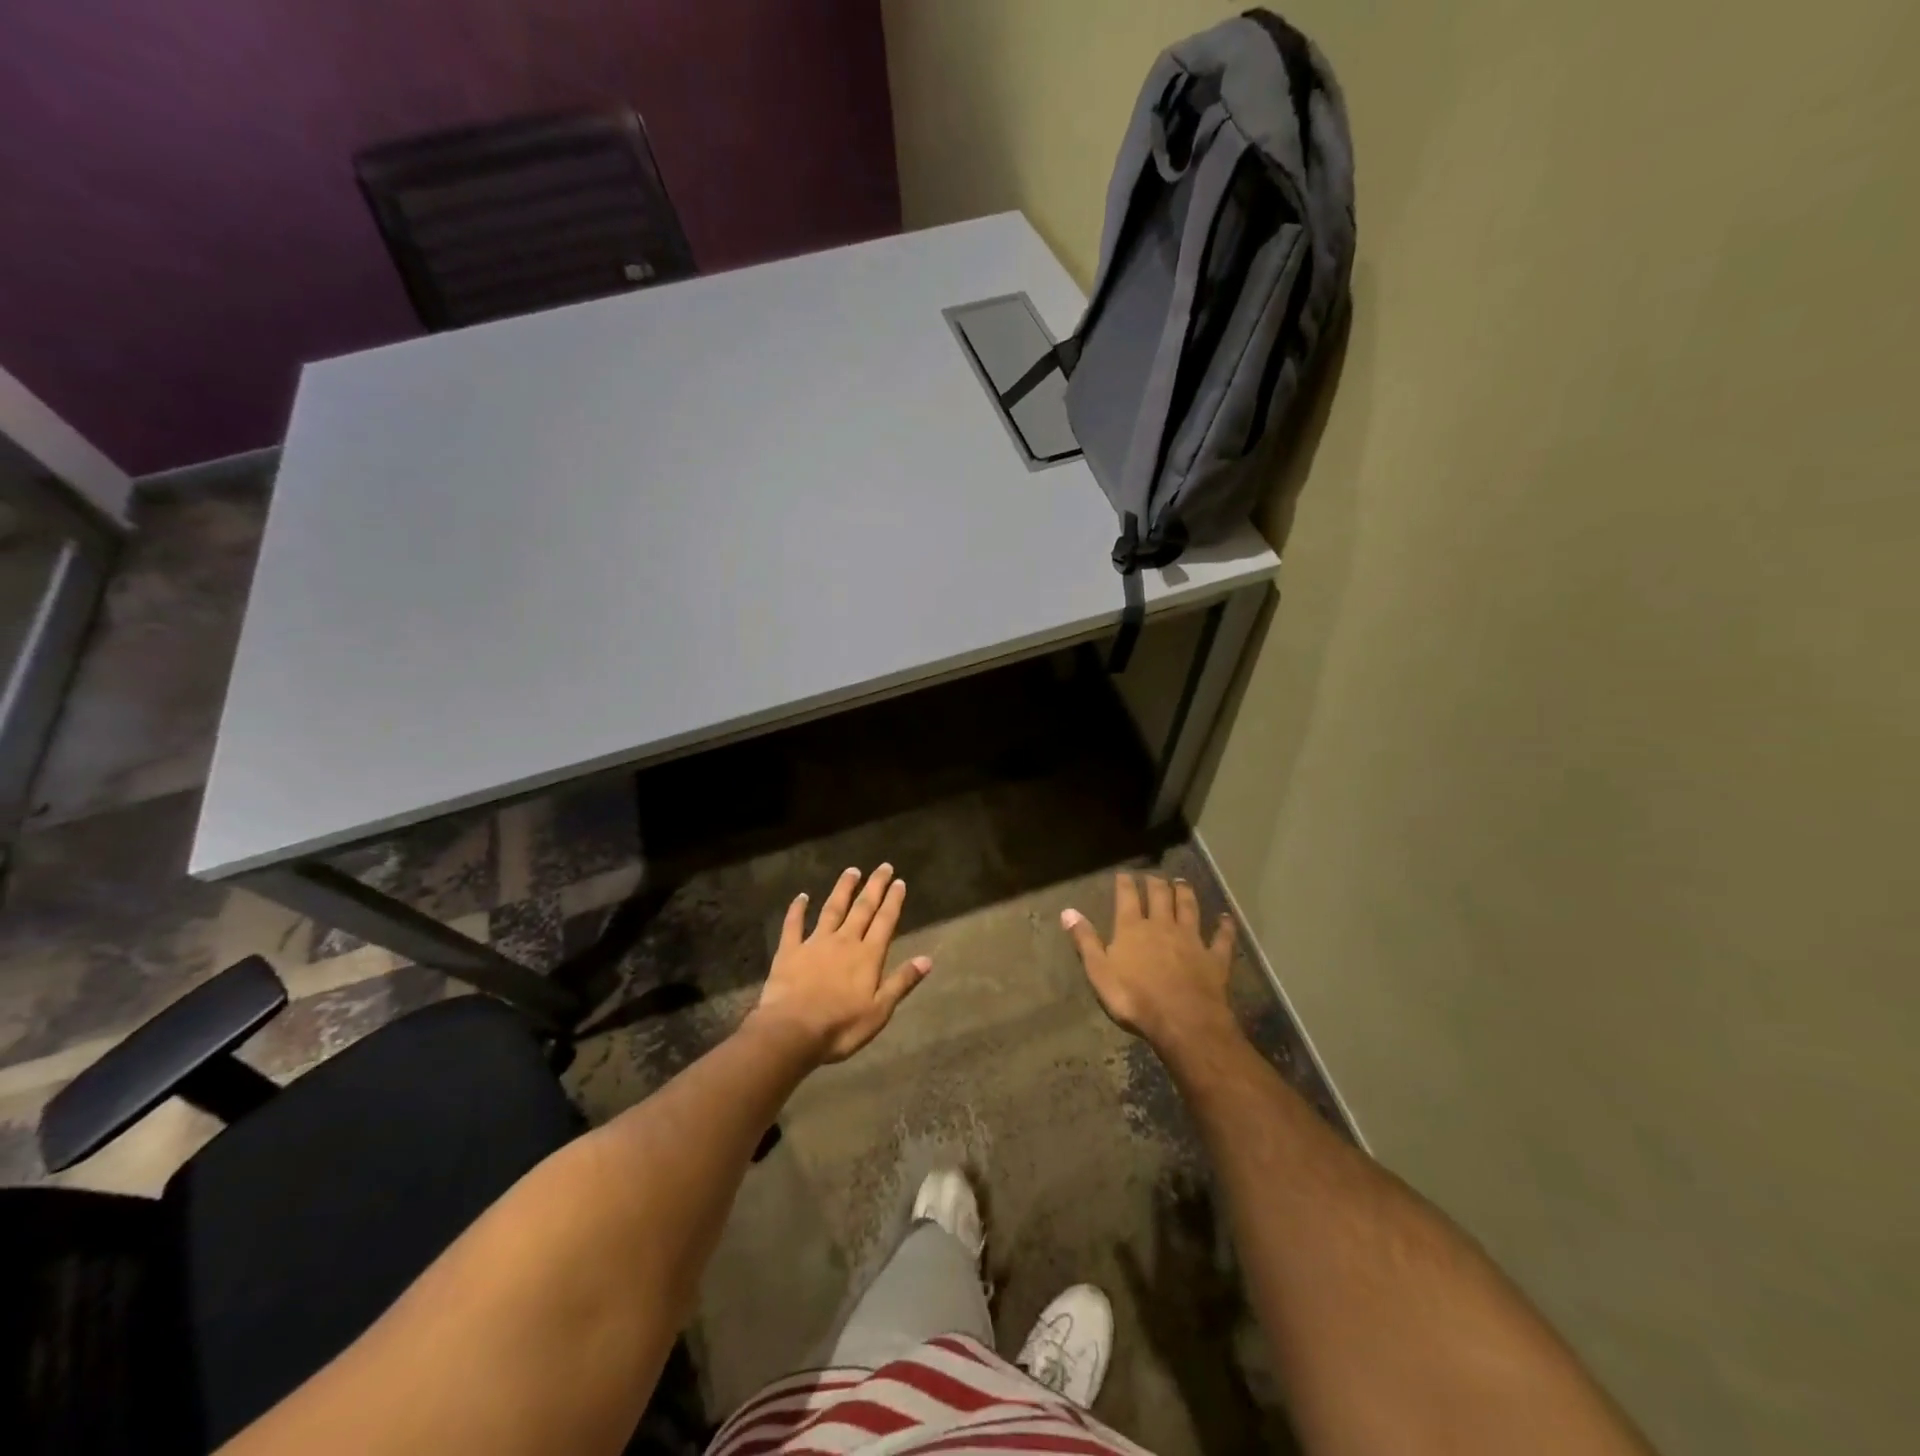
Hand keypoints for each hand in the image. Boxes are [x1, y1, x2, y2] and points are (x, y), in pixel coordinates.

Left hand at [749, 864, 931, 1063]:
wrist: (792, 1030)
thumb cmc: (841, 1026)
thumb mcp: (879, 1011)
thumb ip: (902, 982)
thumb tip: (927, 960)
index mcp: (868, 956)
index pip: (885, 922)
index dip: (893, 901)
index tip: (899, 882)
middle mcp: (844, 941)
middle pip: (862, 909)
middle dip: (874, 887)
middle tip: (883, 867)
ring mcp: (815, 943)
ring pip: (832, 909)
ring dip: (843, 889)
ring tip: (852, 871)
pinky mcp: (789, 951)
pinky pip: (793, 925)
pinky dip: (797, 909)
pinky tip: (801, 896)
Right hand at [1061, 872, 1238, 1048]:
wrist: (1183, 1021)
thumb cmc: (1134, 999)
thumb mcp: (1099, 972)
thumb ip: (1086, 941)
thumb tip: (1068, 911)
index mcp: (1132, 929)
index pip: (1127, 897)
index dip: (1125, 883)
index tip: (1124, 873)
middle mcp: (1163, 926)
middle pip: (1160, 897)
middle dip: (1156, 883)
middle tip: (1154, 875)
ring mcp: (1192, 940)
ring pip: (1189, 908)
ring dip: (1185, 893)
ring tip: (1182, 882)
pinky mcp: (1214, 958)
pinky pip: (1221, 938)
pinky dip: (1224, 926)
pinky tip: (1226, 918)